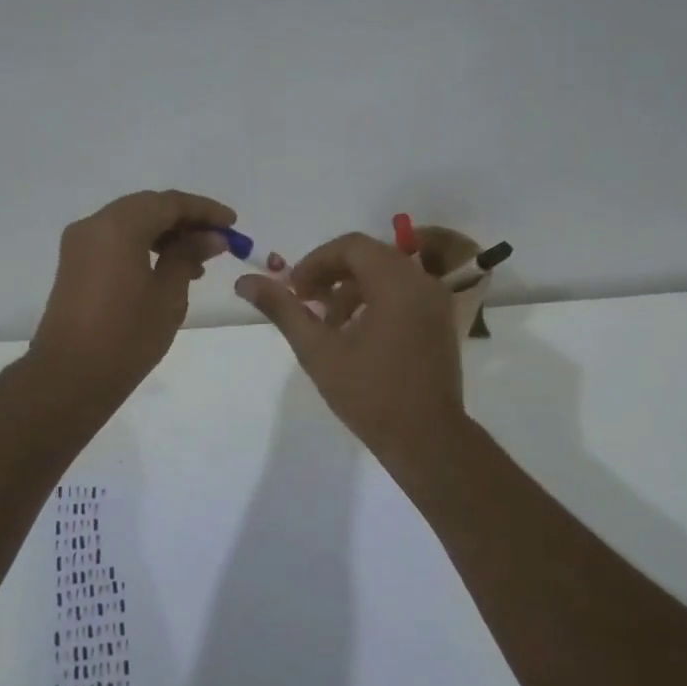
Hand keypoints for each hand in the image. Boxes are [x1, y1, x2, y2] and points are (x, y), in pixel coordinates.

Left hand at [31, 190, 236, 397]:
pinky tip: (168, 269)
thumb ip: (189, 256)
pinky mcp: (75, 265)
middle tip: (218, 240)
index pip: (169, 203)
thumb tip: (211, 237)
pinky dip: (144, 246)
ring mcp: (80, 244)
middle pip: (147, 207)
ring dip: (165, 234)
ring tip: (198, 262)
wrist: (70, 378)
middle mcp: (94, 225)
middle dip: (185, 220)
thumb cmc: (126, 337)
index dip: (204, 210)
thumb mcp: (168, 295)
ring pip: (131, 223)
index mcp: (118, 226)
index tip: (233, 224)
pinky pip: (115, 241)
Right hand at [235, 232, 466, 460]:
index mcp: (397, 282)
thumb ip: (283, 310)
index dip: (316, 261)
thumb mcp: (318, 350)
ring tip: (327, 325)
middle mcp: (422, 282)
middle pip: (370, 257)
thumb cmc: (370, 394)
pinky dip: (376, 300)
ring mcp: (437, 302)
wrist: (426, 439)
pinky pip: (404, 293)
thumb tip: (245, 281)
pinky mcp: (441, 321)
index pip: (352, 246)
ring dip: (353, 289)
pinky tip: (355, 334)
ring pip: (387, 275)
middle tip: (305, 301)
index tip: (294, 289)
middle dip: (332, 274)